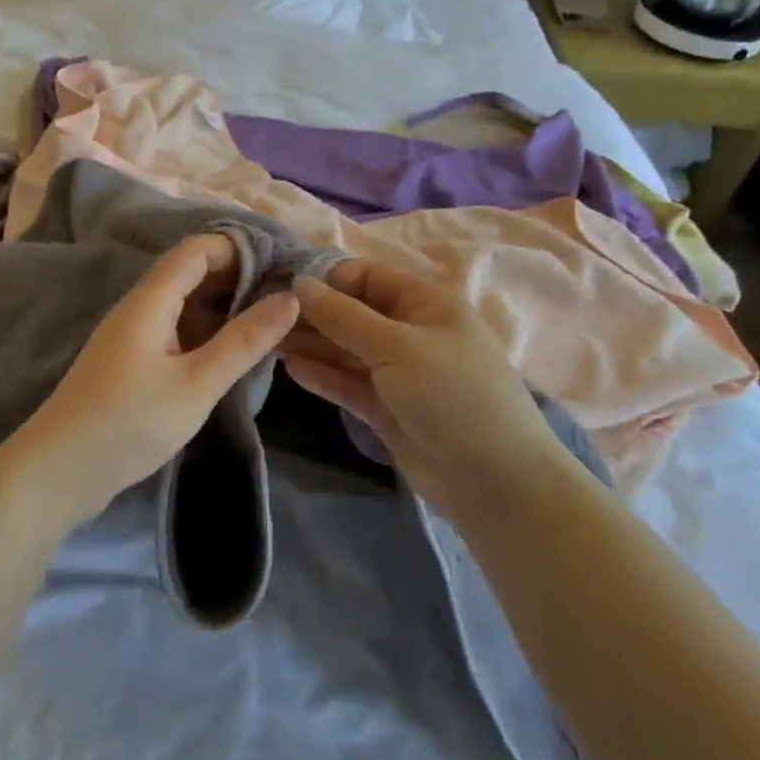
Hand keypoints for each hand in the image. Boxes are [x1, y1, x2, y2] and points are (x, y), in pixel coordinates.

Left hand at [11, 235, 300, 525]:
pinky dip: (204, 331)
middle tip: (283, 298)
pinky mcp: (129, 363)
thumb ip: (243, 341)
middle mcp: (138, 307)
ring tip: (267, 324)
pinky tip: (228, 354)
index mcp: (150, 300)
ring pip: (182, 304)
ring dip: (221, 306)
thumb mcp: (196, 384)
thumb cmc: (129, 422)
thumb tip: (290, 298)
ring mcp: (131, 336)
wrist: (58, 472)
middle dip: (235, 277)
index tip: (281, 266)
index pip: (197, 249)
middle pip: (189, 272)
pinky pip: (173, 330)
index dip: (237, 248)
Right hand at [280, 259, 563, 518]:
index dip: (326, 280)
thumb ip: (343, 316)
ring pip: (345, 349)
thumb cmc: (452, 395)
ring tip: (268, 343)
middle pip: (351, 313)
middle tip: (264, 320)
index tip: (283, 290)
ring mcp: (397, 371)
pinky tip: (290, 369)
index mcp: (424, 303)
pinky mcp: (386, 407)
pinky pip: (347, 382)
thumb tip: (299, 283)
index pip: (365, 276)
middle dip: (312, 314)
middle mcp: (409, 331)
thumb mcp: (397, 346)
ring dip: (311, 345)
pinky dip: (322, 375)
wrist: (495, 483)